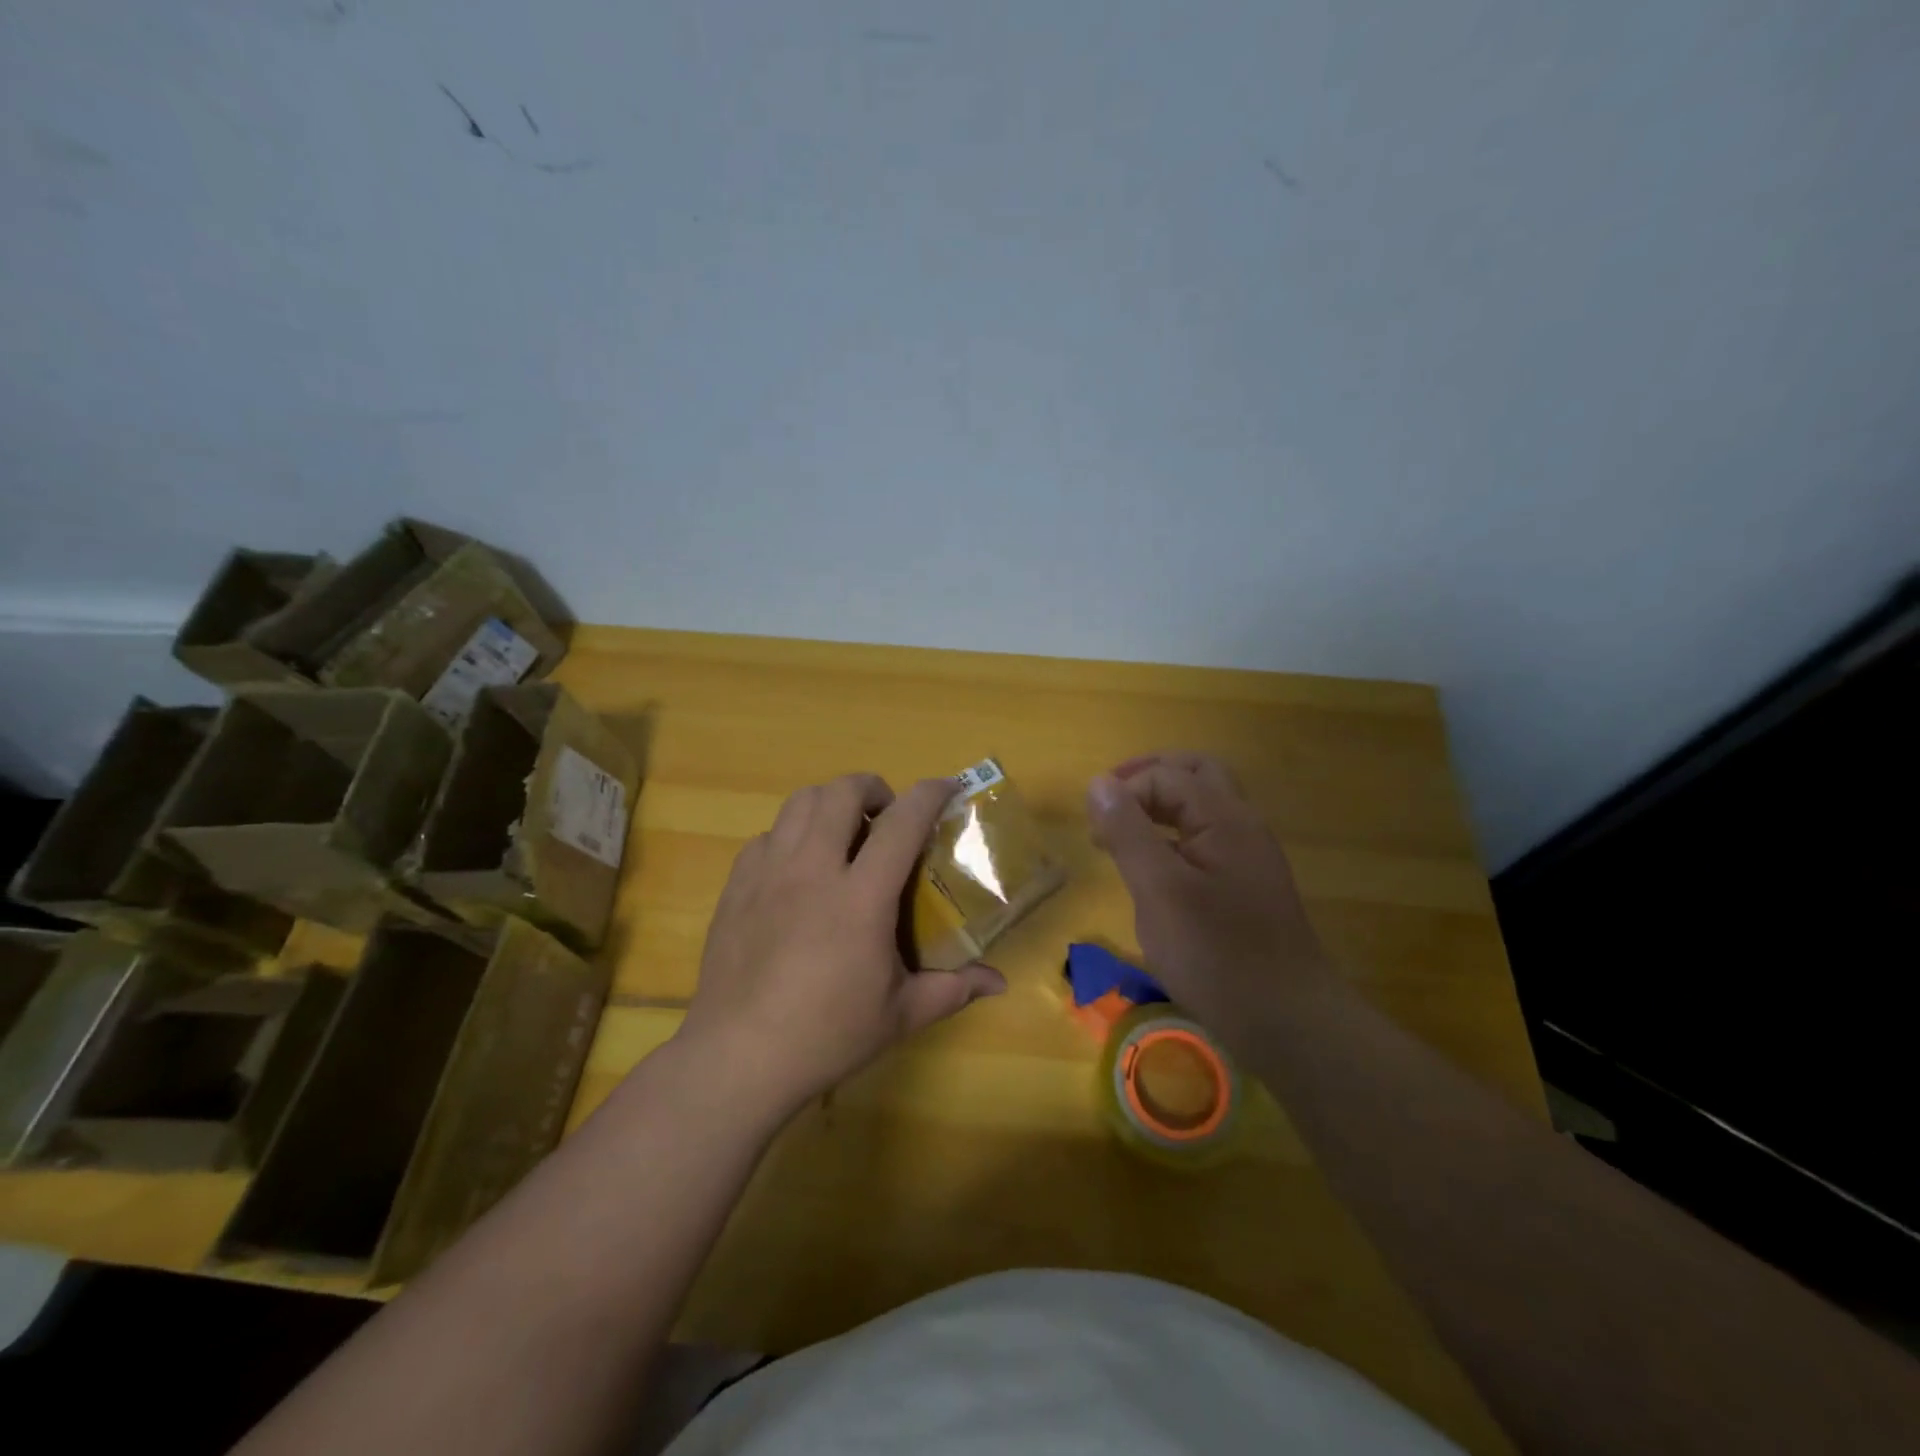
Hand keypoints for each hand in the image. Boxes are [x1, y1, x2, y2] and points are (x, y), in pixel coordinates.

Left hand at [676, 774, 1006, 1121]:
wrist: (738, 1057)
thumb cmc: (827, 1035)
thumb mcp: (900, 1014)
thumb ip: (953, 989)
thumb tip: (998, 982)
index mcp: (860, 896)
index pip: (901, 823)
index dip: (929, 794)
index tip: (947, 787)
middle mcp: (813, 869)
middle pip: (841, 792)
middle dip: (873, 788)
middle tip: (887, 815)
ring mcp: (768, 872)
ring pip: (799, 802)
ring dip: (830, 803)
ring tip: (843, 832)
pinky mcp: (737, 885)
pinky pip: (767, 836)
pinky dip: (791, 836)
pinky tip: (799, 869)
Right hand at [1087, 752, 1334, 1026]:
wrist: (1288, 1023)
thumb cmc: (1217, 954)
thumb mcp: (1159, 890)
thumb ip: (1128, 832)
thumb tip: (1099, 783)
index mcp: (1225, 818)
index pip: (1166, 775)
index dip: (1124, 791)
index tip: (1094, 832)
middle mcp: (1242, 826)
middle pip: (1194, 776)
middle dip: (1147, 781)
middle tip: (1110, 806)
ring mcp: (1248, 857)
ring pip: (1201, 808)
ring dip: (1160, 808)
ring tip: (1122, 836)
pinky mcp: (1245, 887)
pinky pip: (1205, 840)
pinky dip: (1173, 838)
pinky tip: (1153, 871)